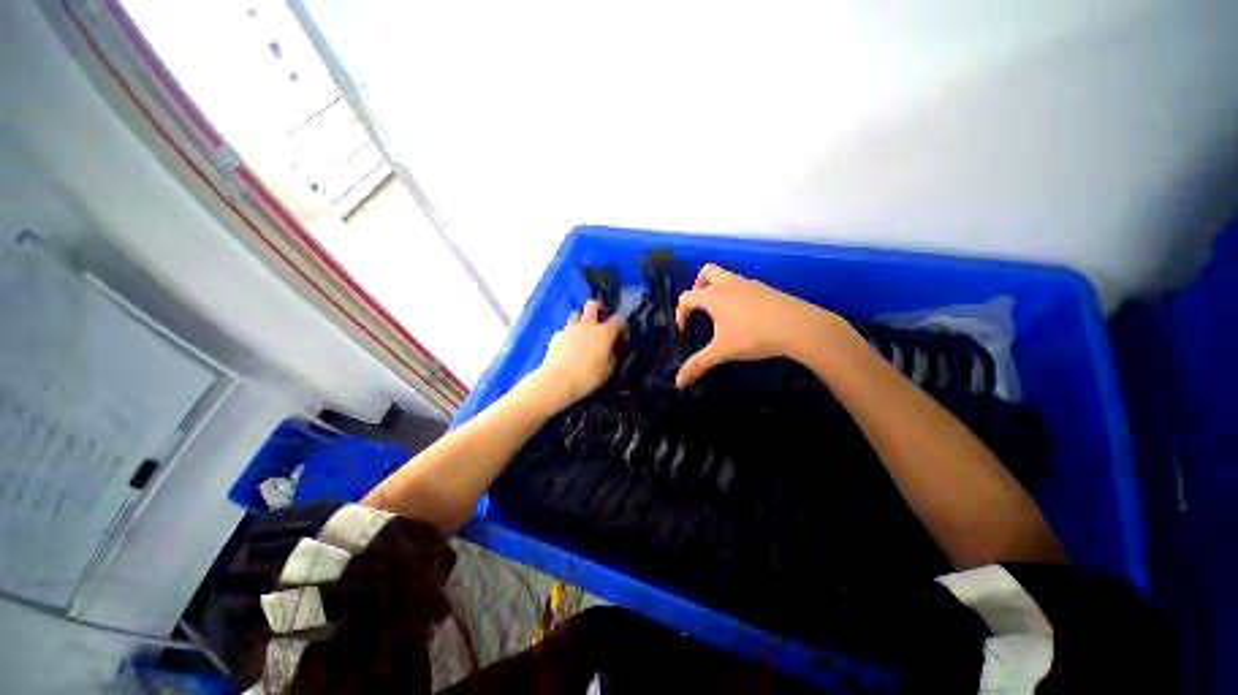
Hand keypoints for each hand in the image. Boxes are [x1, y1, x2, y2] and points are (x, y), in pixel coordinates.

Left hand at [533, 300, 624, 408]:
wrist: (557, 380)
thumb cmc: (587, 377)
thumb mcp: (607, 370)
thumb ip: (611, 357)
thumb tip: (611, 351)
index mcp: (604, 333)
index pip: (619, 319)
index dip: (622, 325)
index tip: (621, 337)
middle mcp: (587, 325)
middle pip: (593, 304)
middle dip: (599, 307)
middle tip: (601, 317)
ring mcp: (570, 329)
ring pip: (576, 313)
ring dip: (581, 318)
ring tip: (583, 330)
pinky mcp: (556, 336)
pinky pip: (565, 329)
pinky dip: (569, 334)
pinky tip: (569, 346)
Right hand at [674, 263, 844, 387]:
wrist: (798, 326)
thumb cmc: (753, 336)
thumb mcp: (722, 352)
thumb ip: (698, 365)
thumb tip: (678, 382)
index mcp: (713, 296)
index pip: (687, 297)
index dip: (680, 312)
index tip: (683, 329)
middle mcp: (728, 284)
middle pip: (706, 272)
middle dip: (697, 286)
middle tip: (699, 306)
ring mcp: (749, 284)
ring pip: (726, 276)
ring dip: (717, 289)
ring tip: (720, 313)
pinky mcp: (765, 289)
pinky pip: (743, 285)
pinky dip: (735, 294)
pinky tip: (743, 315)